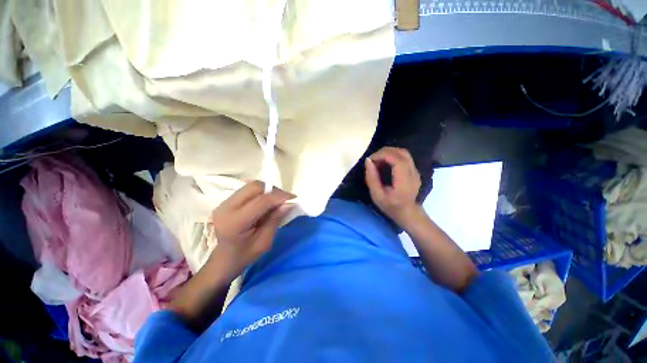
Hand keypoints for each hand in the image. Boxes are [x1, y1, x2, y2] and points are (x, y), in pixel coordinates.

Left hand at [208, 181, 293, 277]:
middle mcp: (226, 208)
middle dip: (273, 191)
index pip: (261, 201)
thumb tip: (289, 203)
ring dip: (267, 191)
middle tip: (284, 200)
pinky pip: (248, 190)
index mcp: (235, 222)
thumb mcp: (265, 242)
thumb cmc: (245, 255)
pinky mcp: (226, 201)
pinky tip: (265, 203)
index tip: (293, 198)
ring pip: (251, 186)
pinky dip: (261, 193)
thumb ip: (275, 220)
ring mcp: (224, 203)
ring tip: (276, 202)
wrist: (223, 259)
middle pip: (254, 187)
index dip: (279, 196)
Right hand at [364, 147, 421, 226]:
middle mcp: (413, 173)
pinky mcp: (414, 170)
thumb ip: (371, 178)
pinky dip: (393, 155)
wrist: (408, 212)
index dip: (383, 155)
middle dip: (384, 152)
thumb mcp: (376, 195)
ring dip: (389, 152)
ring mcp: (416, 171)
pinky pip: (404, 157)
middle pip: (401, 153)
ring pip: (404, 152)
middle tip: (373, 159)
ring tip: (378, 160)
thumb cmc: (390, 206)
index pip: (397, 160)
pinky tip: (385, 162)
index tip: (371, 159)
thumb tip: (368, 160)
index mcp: (404, 182)